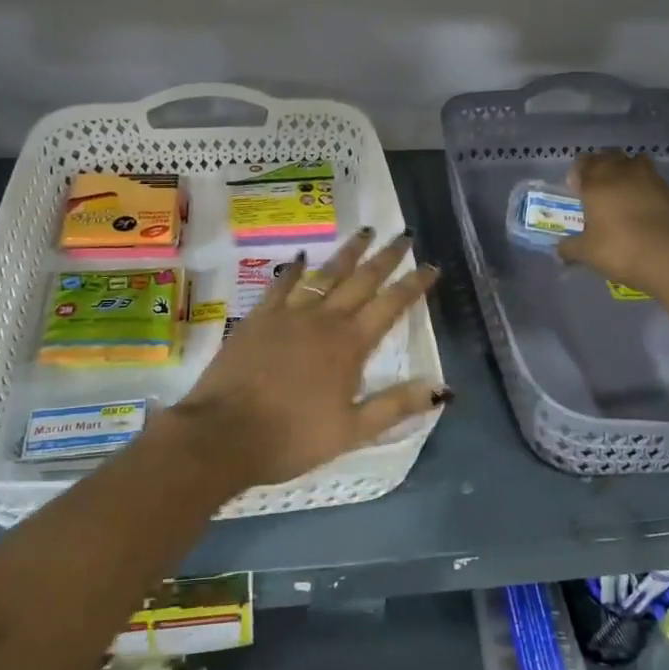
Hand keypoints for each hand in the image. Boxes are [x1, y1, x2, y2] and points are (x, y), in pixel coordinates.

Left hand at [166, 229, 446, 487]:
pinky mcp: (258, 317)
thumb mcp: (353, 431)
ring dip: (348, 252)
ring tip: (365, 232)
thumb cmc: (293, 437)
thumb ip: (396, 406)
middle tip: (405, 236)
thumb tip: (444, 389)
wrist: (224, 433)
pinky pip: (280, 285)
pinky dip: (293, 270)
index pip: (391, 306)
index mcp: (350, 345)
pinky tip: (300, 258)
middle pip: (362, 280)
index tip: (432, 266)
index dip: (414, 285)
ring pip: (325, 274)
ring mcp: (289, 314)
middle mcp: (324, 319)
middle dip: (386, 257)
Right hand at [557, 151, 668, 294]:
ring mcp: (652, 178)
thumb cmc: (621, 249)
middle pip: (609, 156)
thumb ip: (570, 248)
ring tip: (624, 195)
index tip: (577, 190)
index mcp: (597, 181)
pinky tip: (646, 210)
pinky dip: (647, 189)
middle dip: (602, 168)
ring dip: (627, 173)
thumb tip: (559, 251)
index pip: (583, 162)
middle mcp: (623, 171)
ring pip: (635, 163)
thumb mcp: (587, 253)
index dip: (578, 173)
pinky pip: (654, 181)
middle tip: (599, 190)